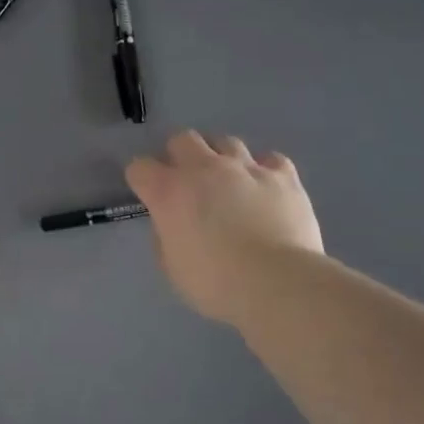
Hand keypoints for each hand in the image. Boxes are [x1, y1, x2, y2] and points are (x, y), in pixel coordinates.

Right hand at [125, 131, 323, 323]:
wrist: (278, 284)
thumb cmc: (216, 284)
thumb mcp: (173, 268)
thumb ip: (166, 236)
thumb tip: (173, 223)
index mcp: (170, 192)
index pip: (140, 168)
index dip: (142, 180)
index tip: (149, 195)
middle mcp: (204, 169)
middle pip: (183, 139)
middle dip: (180, 155)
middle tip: (188, 182)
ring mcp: (246, 167)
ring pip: (226, 142)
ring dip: (221, 158)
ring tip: (228, 181)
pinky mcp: (283, 175)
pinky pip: (270, 159)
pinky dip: (264, 170)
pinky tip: (265, 187)